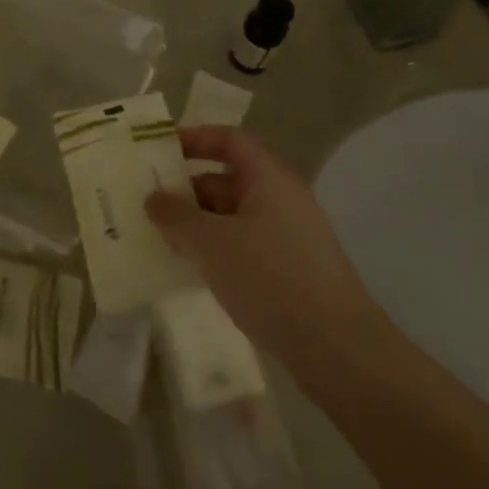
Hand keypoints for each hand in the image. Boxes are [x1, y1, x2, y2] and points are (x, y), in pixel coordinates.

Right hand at [145, 128, 381, 363]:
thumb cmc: (271, 278)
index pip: (230, 140)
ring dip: (199, 224)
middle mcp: (282, 200)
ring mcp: (290, 238)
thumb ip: (176, 216)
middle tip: (150, 204)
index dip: (195, 138)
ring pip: (234, 217)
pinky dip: (217, 250)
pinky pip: (245, 247)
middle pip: (228, 180)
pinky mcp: (292, 272)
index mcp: (269, 178)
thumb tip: (154, 199)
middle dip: (188, 189)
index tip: (160, 149)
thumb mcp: (211, 242)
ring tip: (162, 240)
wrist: (339, 350)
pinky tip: (194, 271)